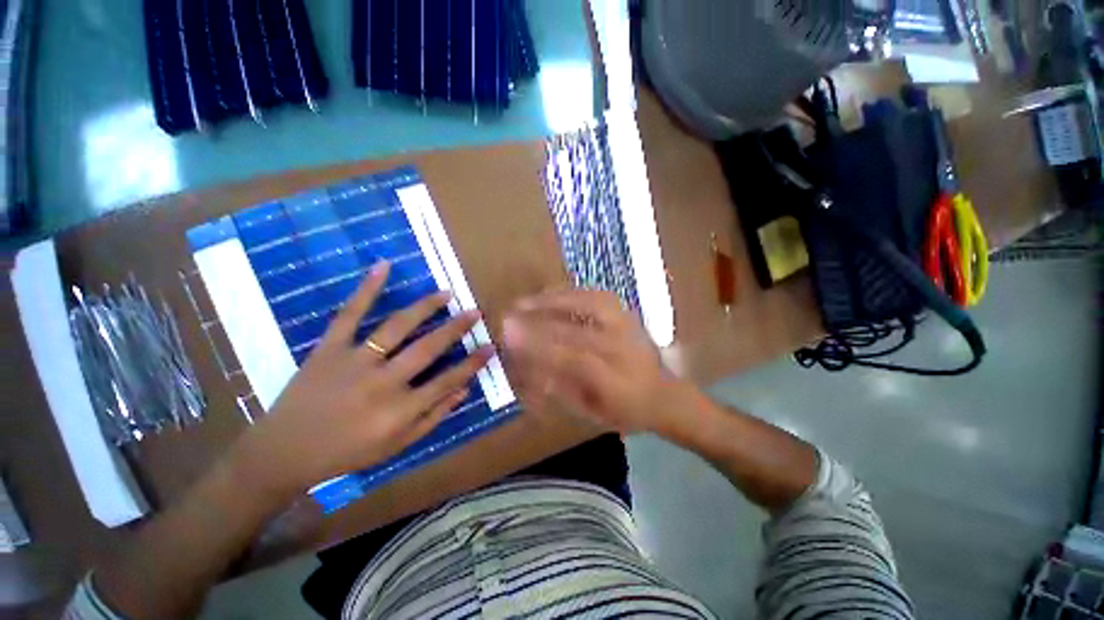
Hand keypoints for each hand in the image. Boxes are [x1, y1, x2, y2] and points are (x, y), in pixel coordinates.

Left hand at [232, 261, 492, 502]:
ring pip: (397, 327)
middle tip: (475, 312)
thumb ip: (433, 417)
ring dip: (425, 307)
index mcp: (399, 410)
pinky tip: (384, 266)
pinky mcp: (329, 349)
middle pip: (427, 348)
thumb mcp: (396, 446)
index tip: (490, 347)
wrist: (283, 452)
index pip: (448, 380)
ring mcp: (354, 362)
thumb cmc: (346, 453)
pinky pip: (349, 315)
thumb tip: (464, 390)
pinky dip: (366, 289)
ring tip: (446, 293)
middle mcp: (382, 383)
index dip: (473, 363)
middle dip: (456, 328)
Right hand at [502, 289, 686, 434]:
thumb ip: (559, 389)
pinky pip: (596, 295)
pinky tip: (551, 293)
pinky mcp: (627, 312)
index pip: (572, 359)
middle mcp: (622, 347)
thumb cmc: (625, 411)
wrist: (664, 394)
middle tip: (508, 315)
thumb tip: (528, 367)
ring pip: (587, 304)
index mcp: (615, 380)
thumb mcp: (590, 412)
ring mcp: (627, 325)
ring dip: (551, 300)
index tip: (509, 337)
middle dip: (537, 321)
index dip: (539, 346)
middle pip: (576, 328)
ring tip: (524, 302)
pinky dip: (570, 292)